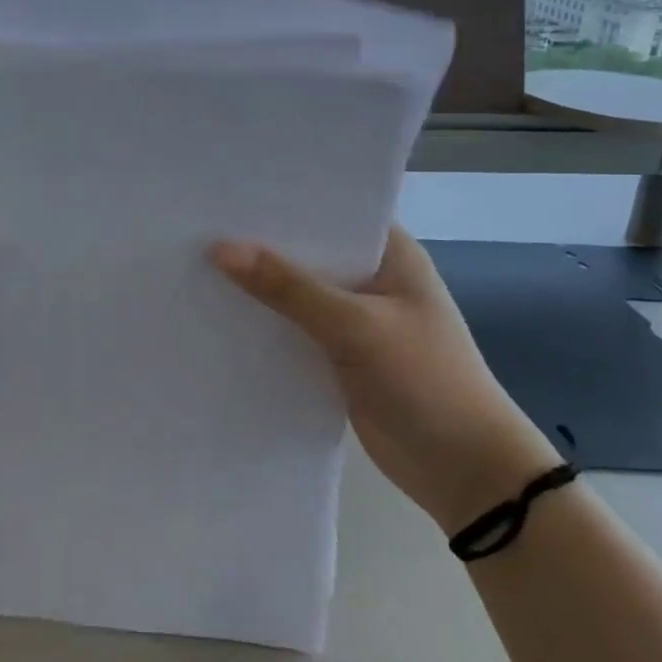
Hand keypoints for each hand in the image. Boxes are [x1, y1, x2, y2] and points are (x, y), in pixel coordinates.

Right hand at [212, 227, 561, 533]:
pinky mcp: (339, 355)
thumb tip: (220, 249)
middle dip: (262, 241)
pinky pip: (294, 328)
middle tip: (200, 222)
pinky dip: (266, 322)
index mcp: (391, 253)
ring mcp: (355, 319)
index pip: (332, 210)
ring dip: (259, 284)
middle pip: (309, 251)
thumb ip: (288, 287)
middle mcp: (372, 278)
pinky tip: (220, 312)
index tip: (231, 188)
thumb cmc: (425, 381)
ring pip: (297, 291)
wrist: (465, 473)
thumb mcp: (355, 326)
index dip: (285, 198)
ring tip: (196, 260)